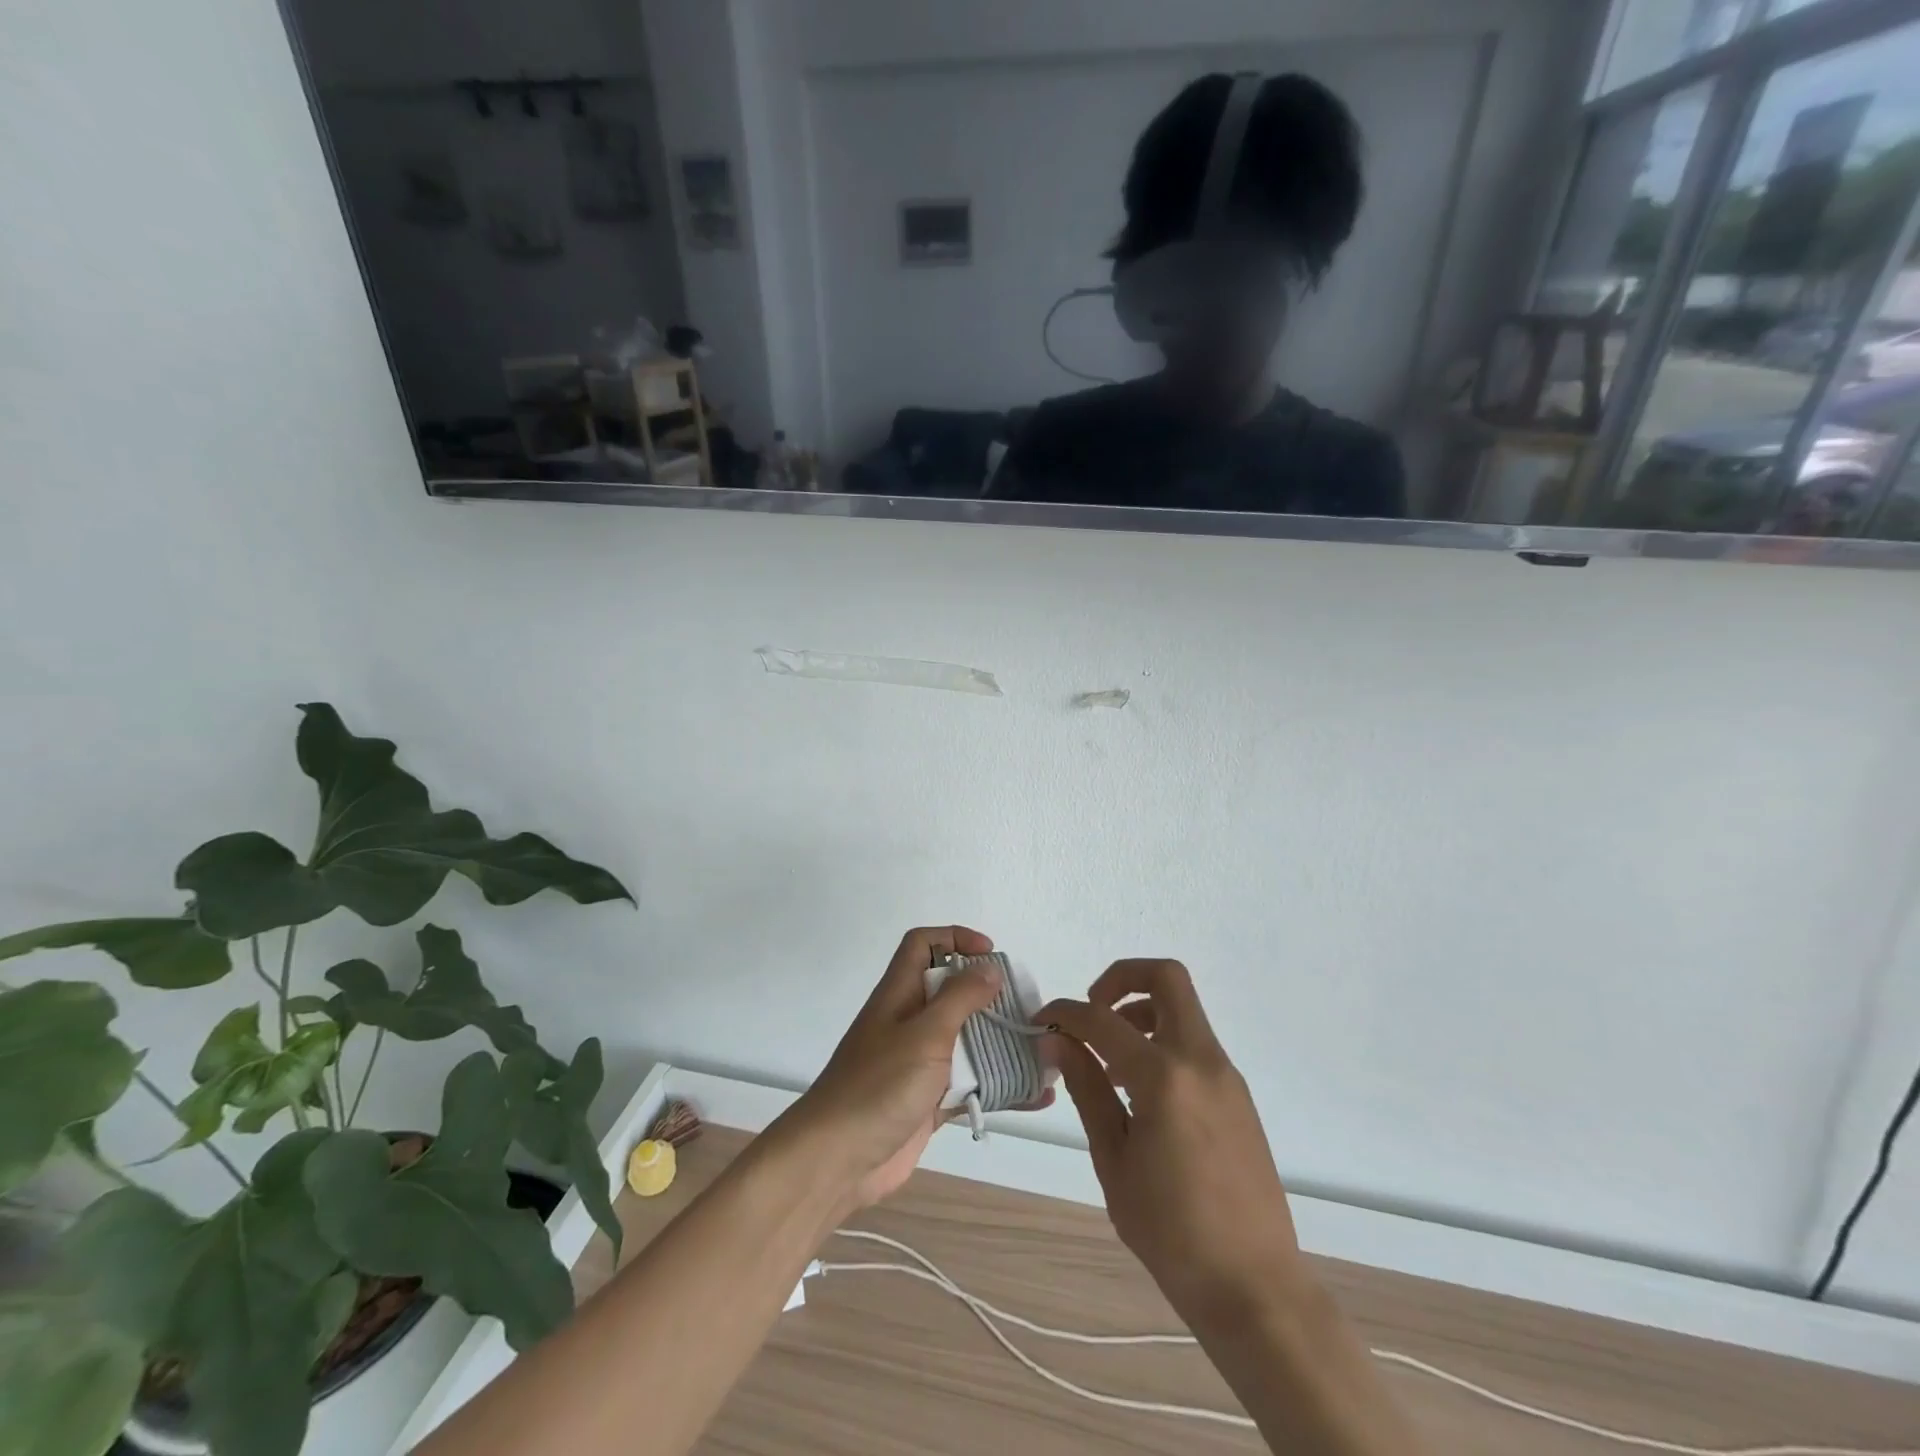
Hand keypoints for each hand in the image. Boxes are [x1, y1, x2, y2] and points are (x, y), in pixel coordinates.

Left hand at [776, 927, 1047, 1212]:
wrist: (837, 1161)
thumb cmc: (879, 1085)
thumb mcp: (924, 1034)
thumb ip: (959, 998)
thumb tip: (989, 967)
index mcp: (900, 994)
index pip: (923, 945)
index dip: (955, 938)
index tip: (991, 954)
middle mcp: (909, 1022)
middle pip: (953, 992)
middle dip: (990, 996)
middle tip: (1027, 1008)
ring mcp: (919, 1063)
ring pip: (966, 1041)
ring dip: (1002, 1044)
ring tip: (1043, 1050)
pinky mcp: (929, 1101)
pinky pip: (971, 1085)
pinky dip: (1001, 1088)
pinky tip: (1037, 1096)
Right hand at [1041, 960, 1305, 1324]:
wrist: (1254, 1285)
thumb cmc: (1171, 1232)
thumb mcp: (1114, 1160)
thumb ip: (1087, 1089)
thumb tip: (1057, 1042)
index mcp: (1164, 1077)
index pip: (1102, 1019)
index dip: (1065, 1013)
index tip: (1041, 1023)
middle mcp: (1200, 1059)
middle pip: (1166, 977)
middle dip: (1120, 978)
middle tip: (1091, 1012)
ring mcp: (1225, 1074)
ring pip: (1183, 1008)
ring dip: (1141, 1012)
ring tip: (1110, 1063)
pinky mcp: (1236, 1094)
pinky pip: (1194, 1043)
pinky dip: (1162, 1042)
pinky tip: (1140, 1092)